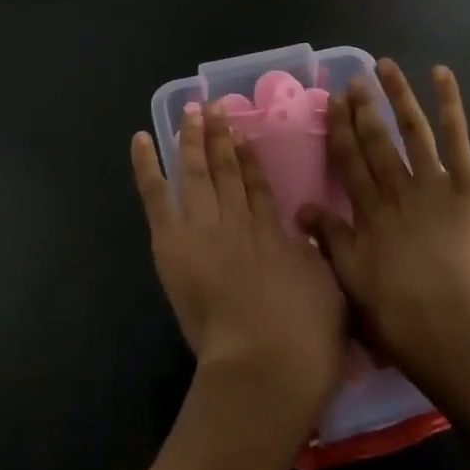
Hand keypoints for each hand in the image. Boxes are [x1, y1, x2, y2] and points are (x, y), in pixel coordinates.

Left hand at [131, 104, 347, 433]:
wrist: (268, 362)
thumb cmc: (306, 339)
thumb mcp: (329, 292)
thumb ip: (314, 259)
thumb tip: (307, 238)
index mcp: (274, 234)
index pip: (259, 187)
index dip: (250, 159)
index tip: (244, 133)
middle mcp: (239, 221)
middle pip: (227, 171)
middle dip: (221, 138)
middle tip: (216, 108)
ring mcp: (205, 227)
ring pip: (196, 172)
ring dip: (192, 139)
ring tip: (191, 111)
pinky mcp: (175, 242)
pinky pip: (158, 196)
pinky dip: (147, 166)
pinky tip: (140, 139)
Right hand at [298, 61, 469, 396]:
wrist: (446, 326)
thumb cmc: (396, 312)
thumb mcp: (351, 278)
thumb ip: (328, 238)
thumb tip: (299, 208)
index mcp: (368, 212)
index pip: (349, 162)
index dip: (339, 130)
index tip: (331, 102)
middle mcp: (395, 189)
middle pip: (375, 142)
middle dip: (363, 110)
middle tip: (353, 81)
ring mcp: (431, 183)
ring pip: (411, 130)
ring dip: (397, 95)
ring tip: (384, 65)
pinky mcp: (467, 185)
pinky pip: (456, 138)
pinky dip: (449, 104)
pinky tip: (439, 72)